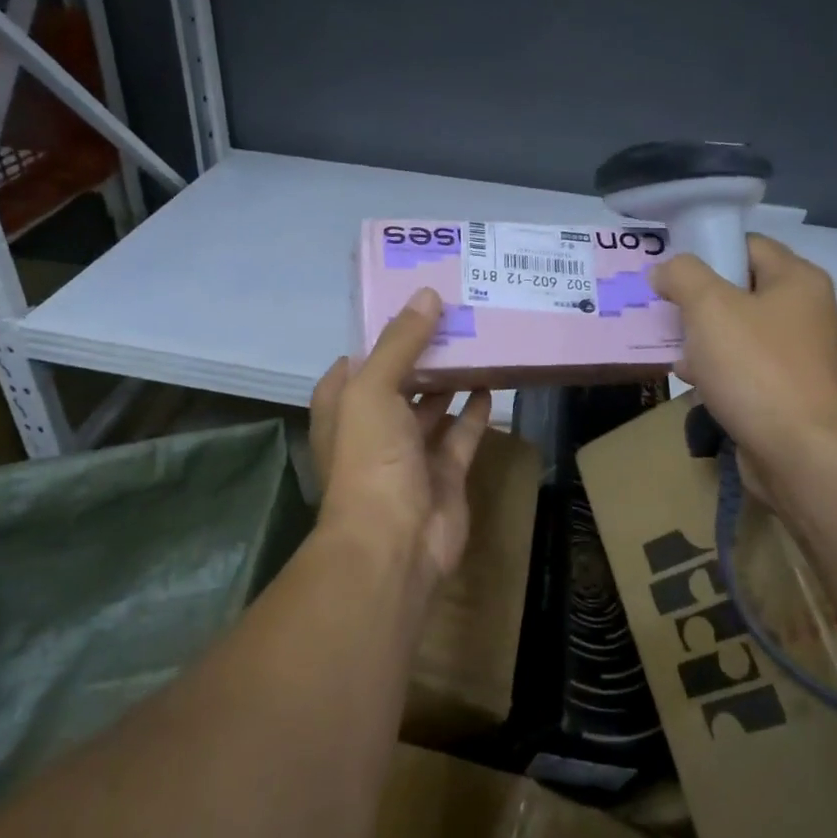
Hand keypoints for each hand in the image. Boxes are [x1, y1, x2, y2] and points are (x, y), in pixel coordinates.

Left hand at [309, 286, 492, 586]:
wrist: (394, 542)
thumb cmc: (370, 458)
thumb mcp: (372, 389)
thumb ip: (400, 342)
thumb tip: (426, 295)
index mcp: (344, 406)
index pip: (361, 359)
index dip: (385, 333)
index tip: (416, 302)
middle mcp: (374, 426)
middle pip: (401, 379)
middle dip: (425, 352)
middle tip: (459, 313)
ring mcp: (410, 452)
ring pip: (433, 405)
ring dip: (451, 378)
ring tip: (479, 340)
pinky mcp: (445, 472)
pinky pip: (462, 433)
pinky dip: (475, 410)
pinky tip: (492, 380)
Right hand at [651, 234, 836, 476]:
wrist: (798, 452)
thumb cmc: (755, 367)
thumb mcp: (709, 306)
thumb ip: (683, 275)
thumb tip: (666, 270)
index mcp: (797, 280)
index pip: (746, 244)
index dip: (706, 250)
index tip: (669, 269)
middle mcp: (803, 311)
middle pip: (738, 288)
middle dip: (696, 298)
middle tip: (662, 307)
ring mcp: (796, 354)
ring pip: (736, 330)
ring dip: (700, 336)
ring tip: (669, 345)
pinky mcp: (785, 390)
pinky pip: (742, 366)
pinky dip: (715, 368)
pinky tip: (690, 378)